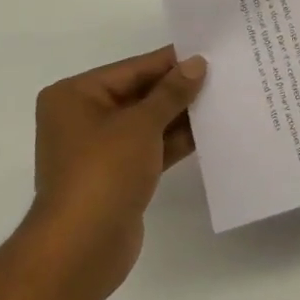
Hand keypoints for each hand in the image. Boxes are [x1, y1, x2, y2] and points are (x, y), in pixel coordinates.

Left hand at [24, 46, 206, 298]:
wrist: (81, 247)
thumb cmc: (104, 172)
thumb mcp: (141, 125)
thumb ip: (171, 92)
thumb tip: (196, 64)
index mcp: (75, 96)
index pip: (132, 69)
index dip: (171, 61)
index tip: (209, 52)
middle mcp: (83, 118)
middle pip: (140, 94)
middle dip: (179, 89)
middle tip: (224, 75)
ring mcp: (100, 149)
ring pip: (148, 123)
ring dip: (181, 115)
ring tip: (224, 99)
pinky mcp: (118, 175)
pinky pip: (151, 148)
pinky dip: (176, 141)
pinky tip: (210, 132)